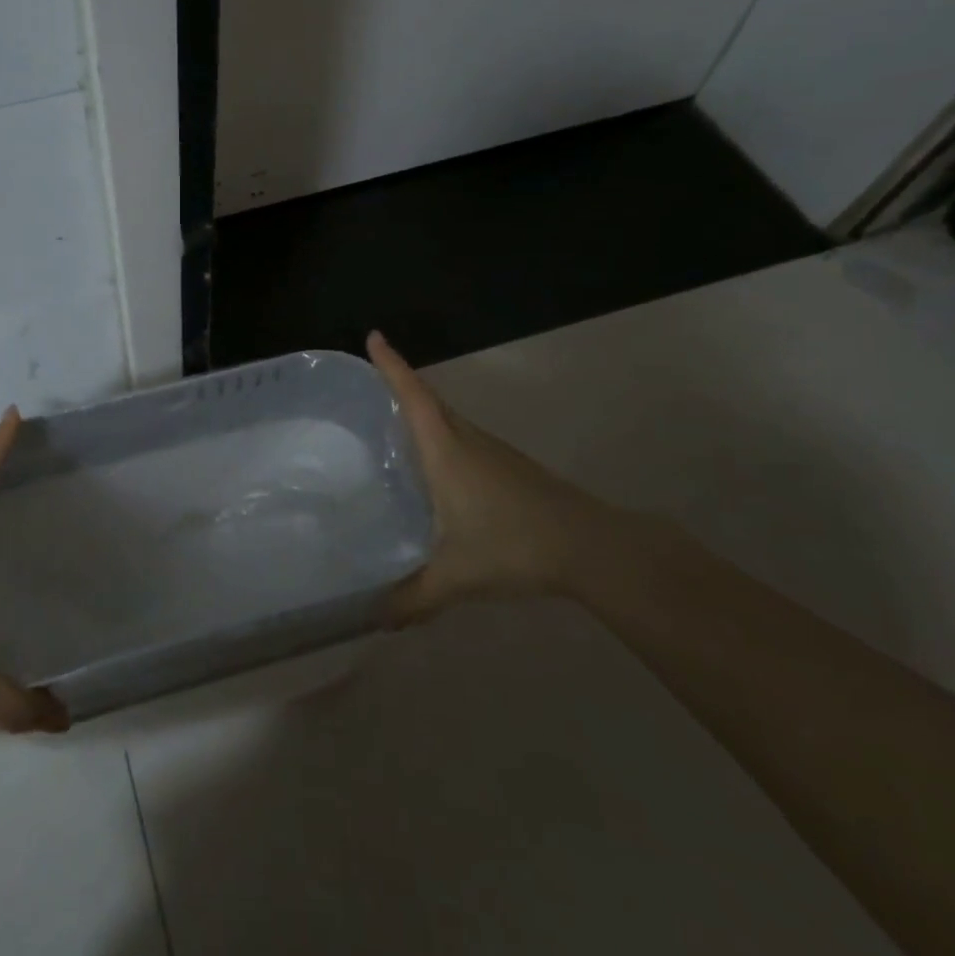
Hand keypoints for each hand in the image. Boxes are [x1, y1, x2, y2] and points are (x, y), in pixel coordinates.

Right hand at [368, 331, 618, 623]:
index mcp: (447, 450)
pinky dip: (438, 436)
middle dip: (397, 384)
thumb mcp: (457, 576)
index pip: (413, 396)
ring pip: (446, 420)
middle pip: (427, 401)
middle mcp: (466, 440)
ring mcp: (491, 451)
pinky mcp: (506, 467)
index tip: (373, 336)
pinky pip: (460, 438)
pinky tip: (432, 469)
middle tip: (363, 385)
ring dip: (419, 411)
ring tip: (386, 425)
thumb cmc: (516, 545)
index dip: (392, 366)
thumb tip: (373, 619)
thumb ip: (413, 598)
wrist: (591, 546)